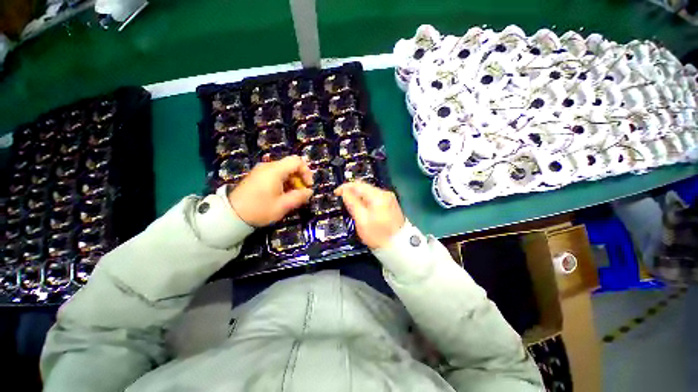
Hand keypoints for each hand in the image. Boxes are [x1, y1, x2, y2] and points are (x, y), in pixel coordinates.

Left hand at [228, 156, 312, 226]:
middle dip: (300, 178)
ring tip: (292, 196)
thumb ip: (299, 197)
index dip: (306, 172)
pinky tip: (281, 195)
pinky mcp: (257, 176)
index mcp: (275, 170)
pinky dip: (283, 182)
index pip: (297, 161)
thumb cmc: (259, 209)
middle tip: (300, 193)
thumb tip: (309, 191)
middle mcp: (268, 166)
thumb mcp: (283, 205)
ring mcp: (261, 170)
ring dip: (292, 181)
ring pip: (284, 170)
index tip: (308, 186)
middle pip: (291, 165)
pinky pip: (275, 174)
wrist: (231, 215)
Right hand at [335, 181, 404, 248]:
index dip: (345, 187)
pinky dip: (366, 201)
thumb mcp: (361, 220)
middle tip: (343, 201)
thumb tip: (344, 191)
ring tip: (351, 206)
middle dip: (352, 192)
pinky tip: (362, 209)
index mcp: (378, 196)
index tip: (336, 193)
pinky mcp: (390, 204)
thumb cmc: (378, 235)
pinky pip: (374, 199)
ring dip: (359, 197)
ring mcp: (389, 199)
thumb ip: (352, 203)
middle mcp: (385, 194)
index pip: (358, 185)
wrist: (398, 247)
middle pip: (364, 187)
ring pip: (369, 193)